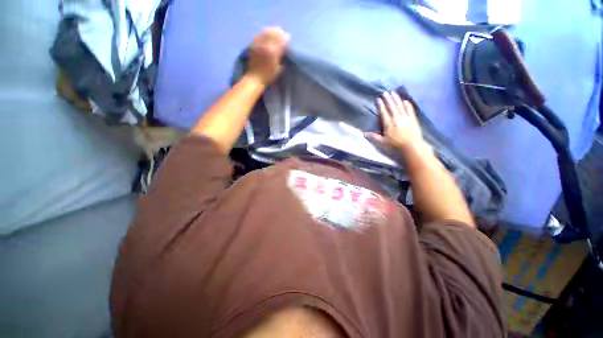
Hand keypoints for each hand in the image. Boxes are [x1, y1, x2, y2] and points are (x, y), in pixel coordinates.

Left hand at [246, 27, 289, 85]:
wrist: (254, 78)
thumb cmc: (268, 77)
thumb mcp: (278, 70)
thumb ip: (281, 59)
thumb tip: (284, 52)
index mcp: (273, 53)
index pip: (280, 41)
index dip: (285, 38)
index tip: (288, 37)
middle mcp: (266, 46)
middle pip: (273, 35)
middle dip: (279, 33)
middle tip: (282, 33)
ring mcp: (258, 45)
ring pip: (265, 33)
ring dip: (271, 31)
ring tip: (275, 31)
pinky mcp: (253, 45)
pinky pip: (258, 36)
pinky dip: (263, 33)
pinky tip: (265, 33)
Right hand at [365, 91, 427, 153]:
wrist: (411, 146)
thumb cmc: (395, 145)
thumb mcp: (382, 142)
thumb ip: (373, 137)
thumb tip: (362, 133)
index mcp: (389, 124)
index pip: (384, 112)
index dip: (381, 105)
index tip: (378, 98)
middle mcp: (397, 119)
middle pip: (392, 107)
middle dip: (388, 99)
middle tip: (385, 92)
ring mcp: (406, 118)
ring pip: (400, 106)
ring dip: (397, 99)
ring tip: (394, 92)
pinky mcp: (413, 119)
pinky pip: (410, 109)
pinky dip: (407, 104)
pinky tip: (405, 100)